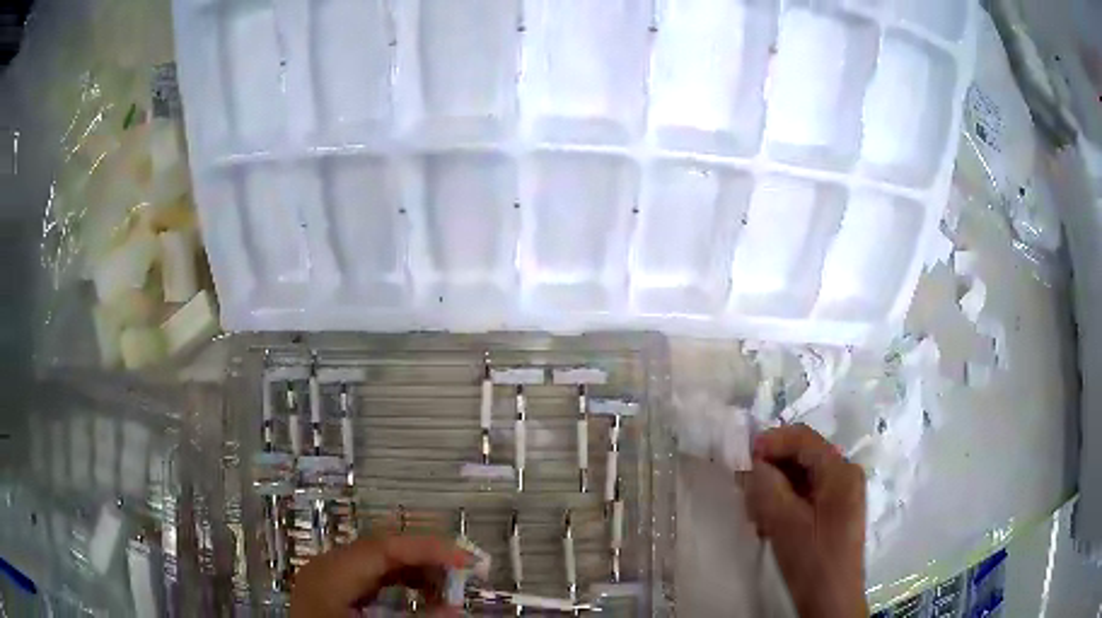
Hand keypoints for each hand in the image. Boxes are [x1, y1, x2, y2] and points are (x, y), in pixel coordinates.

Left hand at [289, 535, 468, 617]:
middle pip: (382, 550)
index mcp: (330, 573)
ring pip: (378, 563)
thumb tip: (455, 609)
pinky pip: (372, 579)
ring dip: (416, 573)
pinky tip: (421, 596)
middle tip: (464, 574)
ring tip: (448, 590)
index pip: (384, 546)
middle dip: (426, 559)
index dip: (429, 548)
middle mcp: (326, 567)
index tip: (468, 560)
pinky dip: (400, 584)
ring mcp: (328, 579)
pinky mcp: (334, 593)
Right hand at [746, 424, 867, 617]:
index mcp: (840, 471)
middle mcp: (845, 475)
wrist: (830, 600)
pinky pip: (806, 495)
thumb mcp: (783, 522)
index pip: (803, 438)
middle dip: (771, 469)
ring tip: (755, 513)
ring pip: (802, 477)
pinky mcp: (834, 513)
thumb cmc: (811, 559)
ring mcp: (842, 495)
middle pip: (803, 456)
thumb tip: (753, 463)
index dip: (771, 442)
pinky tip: (768, 524)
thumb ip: (766, 486)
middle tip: (745, 490)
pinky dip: (785, 502)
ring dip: (775, 489)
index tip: (741, 458)